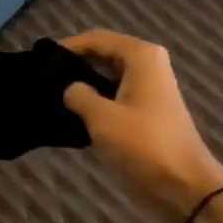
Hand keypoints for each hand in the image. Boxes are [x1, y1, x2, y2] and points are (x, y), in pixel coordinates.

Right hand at [60, 29, 222, 221]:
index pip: (96, 38)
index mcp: (141, 56)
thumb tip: (69, 89)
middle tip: (43, 80)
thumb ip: (78, 95)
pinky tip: (73, 116)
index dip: (67, 46)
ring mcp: (149, 89)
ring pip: (108, 77)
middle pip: (103, 54)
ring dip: (84, 85)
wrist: (184, 184)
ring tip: (52, 97)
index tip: (38, 60)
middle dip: (75, 65)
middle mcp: (147, 65)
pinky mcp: (146, 112)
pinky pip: (115, 96)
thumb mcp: (102, 118)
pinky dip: (96, 102)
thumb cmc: (143, 145)